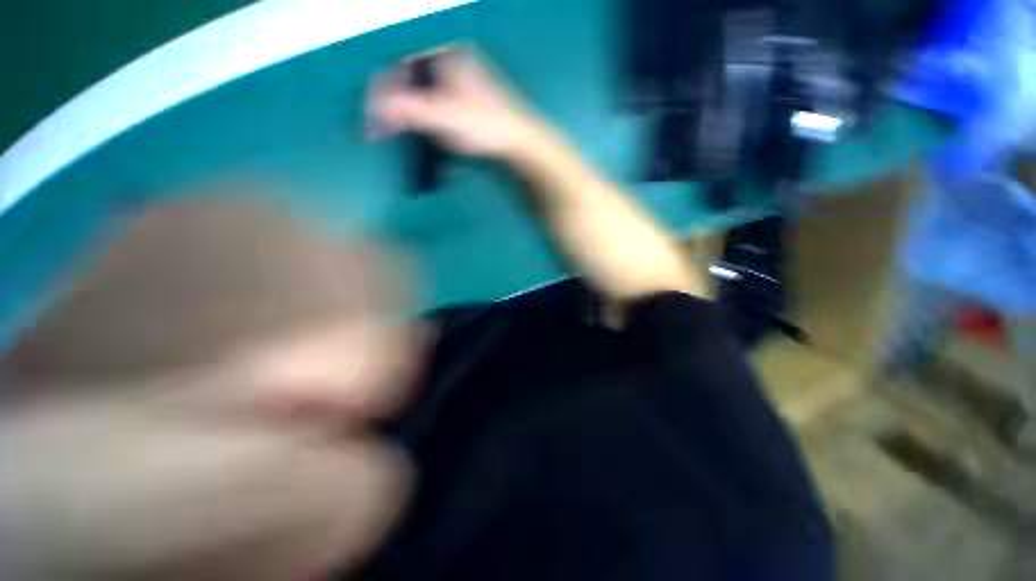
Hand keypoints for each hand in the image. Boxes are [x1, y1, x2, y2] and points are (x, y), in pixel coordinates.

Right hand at [367, 47, 543, 159]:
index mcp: (448, 57)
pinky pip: (439, 113)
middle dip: (395, 106)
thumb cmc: (485, 127)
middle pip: (413, 83)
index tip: (372, 114)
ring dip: (410, 119)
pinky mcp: (469, 110)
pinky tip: (424, 138)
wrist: (520, 146)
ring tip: (397, 134)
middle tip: (381, 127)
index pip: (403, 66)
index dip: (383, 90)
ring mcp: (463, 89)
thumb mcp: (444, 116)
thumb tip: (374, 110)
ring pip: (425, 100)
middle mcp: (454, 67)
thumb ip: (409, 111)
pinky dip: (428, 126)